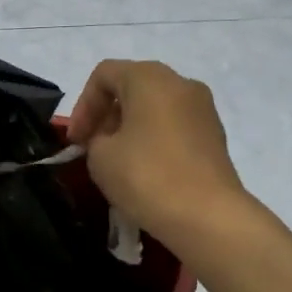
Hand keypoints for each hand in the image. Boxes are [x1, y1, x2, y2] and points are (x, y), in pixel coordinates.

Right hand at [66, 59, 247, 249]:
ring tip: (117, 160)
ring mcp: (203, 108)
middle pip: (132, 86)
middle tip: (92, 147)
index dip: (82, 106)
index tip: (76, 141)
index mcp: (149, 77)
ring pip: (155, 107)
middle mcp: (180, 82)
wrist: (209, 217)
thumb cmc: (147, 176)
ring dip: (131, 127)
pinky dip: (154, 139)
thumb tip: (108, 140)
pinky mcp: (215, 135)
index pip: (104, 75)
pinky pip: (175, 126)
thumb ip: (95, 139)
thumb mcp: (100, 157)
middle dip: (106, 115)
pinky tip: (146, 169)